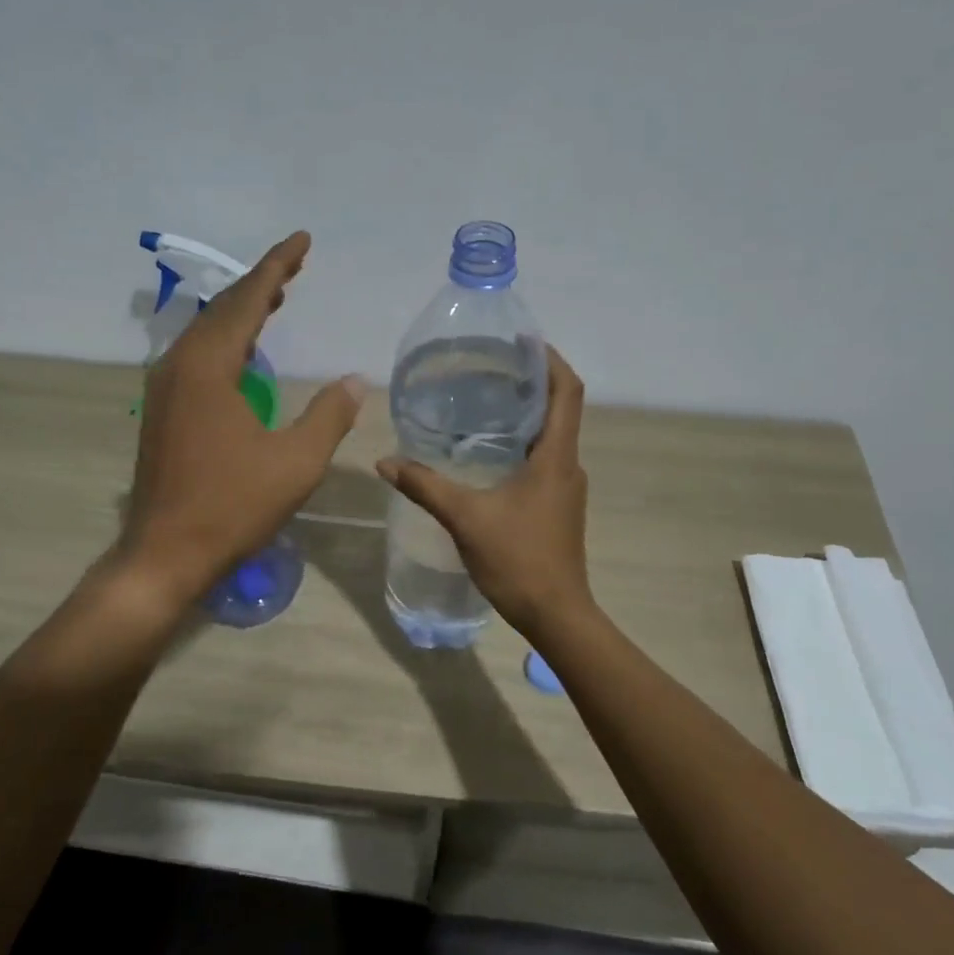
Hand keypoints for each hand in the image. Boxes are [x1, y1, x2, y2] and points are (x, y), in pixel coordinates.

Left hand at [120, 231, 364, 604]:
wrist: (165, 553)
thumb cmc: (232, 506)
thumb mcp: (295, 463)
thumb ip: (328, 415)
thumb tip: (355, 381)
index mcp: (208, 366)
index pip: (247, 299)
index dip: (277, 265)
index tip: (302, 239)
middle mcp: (179, 366)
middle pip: (224, 310)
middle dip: (261, 285)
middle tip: (294, 267)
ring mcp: (165, 389)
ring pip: (207, 334)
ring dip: (242, 314)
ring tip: (275, 299)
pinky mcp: (162, 412)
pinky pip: (198, 358)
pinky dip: (227, 343)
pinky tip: (244, 355)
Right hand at [376, 347, 591, 634]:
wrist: (556, 614)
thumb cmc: (518, 559)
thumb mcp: (466, 518)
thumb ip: (425, 486)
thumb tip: (385, 461)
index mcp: (556, 458)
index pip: (568, 392)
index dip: (551, 360)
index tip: (524, 341)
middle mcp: (568, 466)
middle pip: (560, 409)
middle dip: (532, 382)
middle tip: (491, 367)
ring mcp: (565, 489)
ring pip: (551, 437)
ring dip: (526, 415)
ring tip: (486, 402)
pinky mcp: (558, 508)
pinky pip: (543, 461)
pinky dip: (522, 445)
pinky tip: (488, 454)